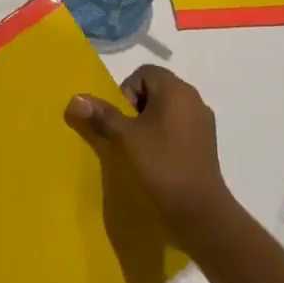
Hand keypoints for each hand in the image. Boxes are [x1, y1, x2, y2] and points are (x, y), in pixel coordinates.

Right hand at [66, 66, 233, 251]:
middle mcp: (193, 97)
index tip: (124, 120)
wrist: (198, 209)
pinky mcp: (208, 140)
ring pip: (168, 107)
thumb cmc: (161, 164)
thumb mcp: (125, 138)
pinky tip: (160, 158)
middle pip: (156, 88)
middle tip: (129, 134)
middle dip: (137, 106)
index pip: (143, 73)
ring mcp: (203, 119)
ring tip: (143, 147)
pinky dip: (167, 133)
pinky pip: (180, 124)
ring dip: (152, 121)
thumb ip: (102, 115)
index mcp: (175, 89)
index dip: (127, 91)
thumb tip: (75, 98)